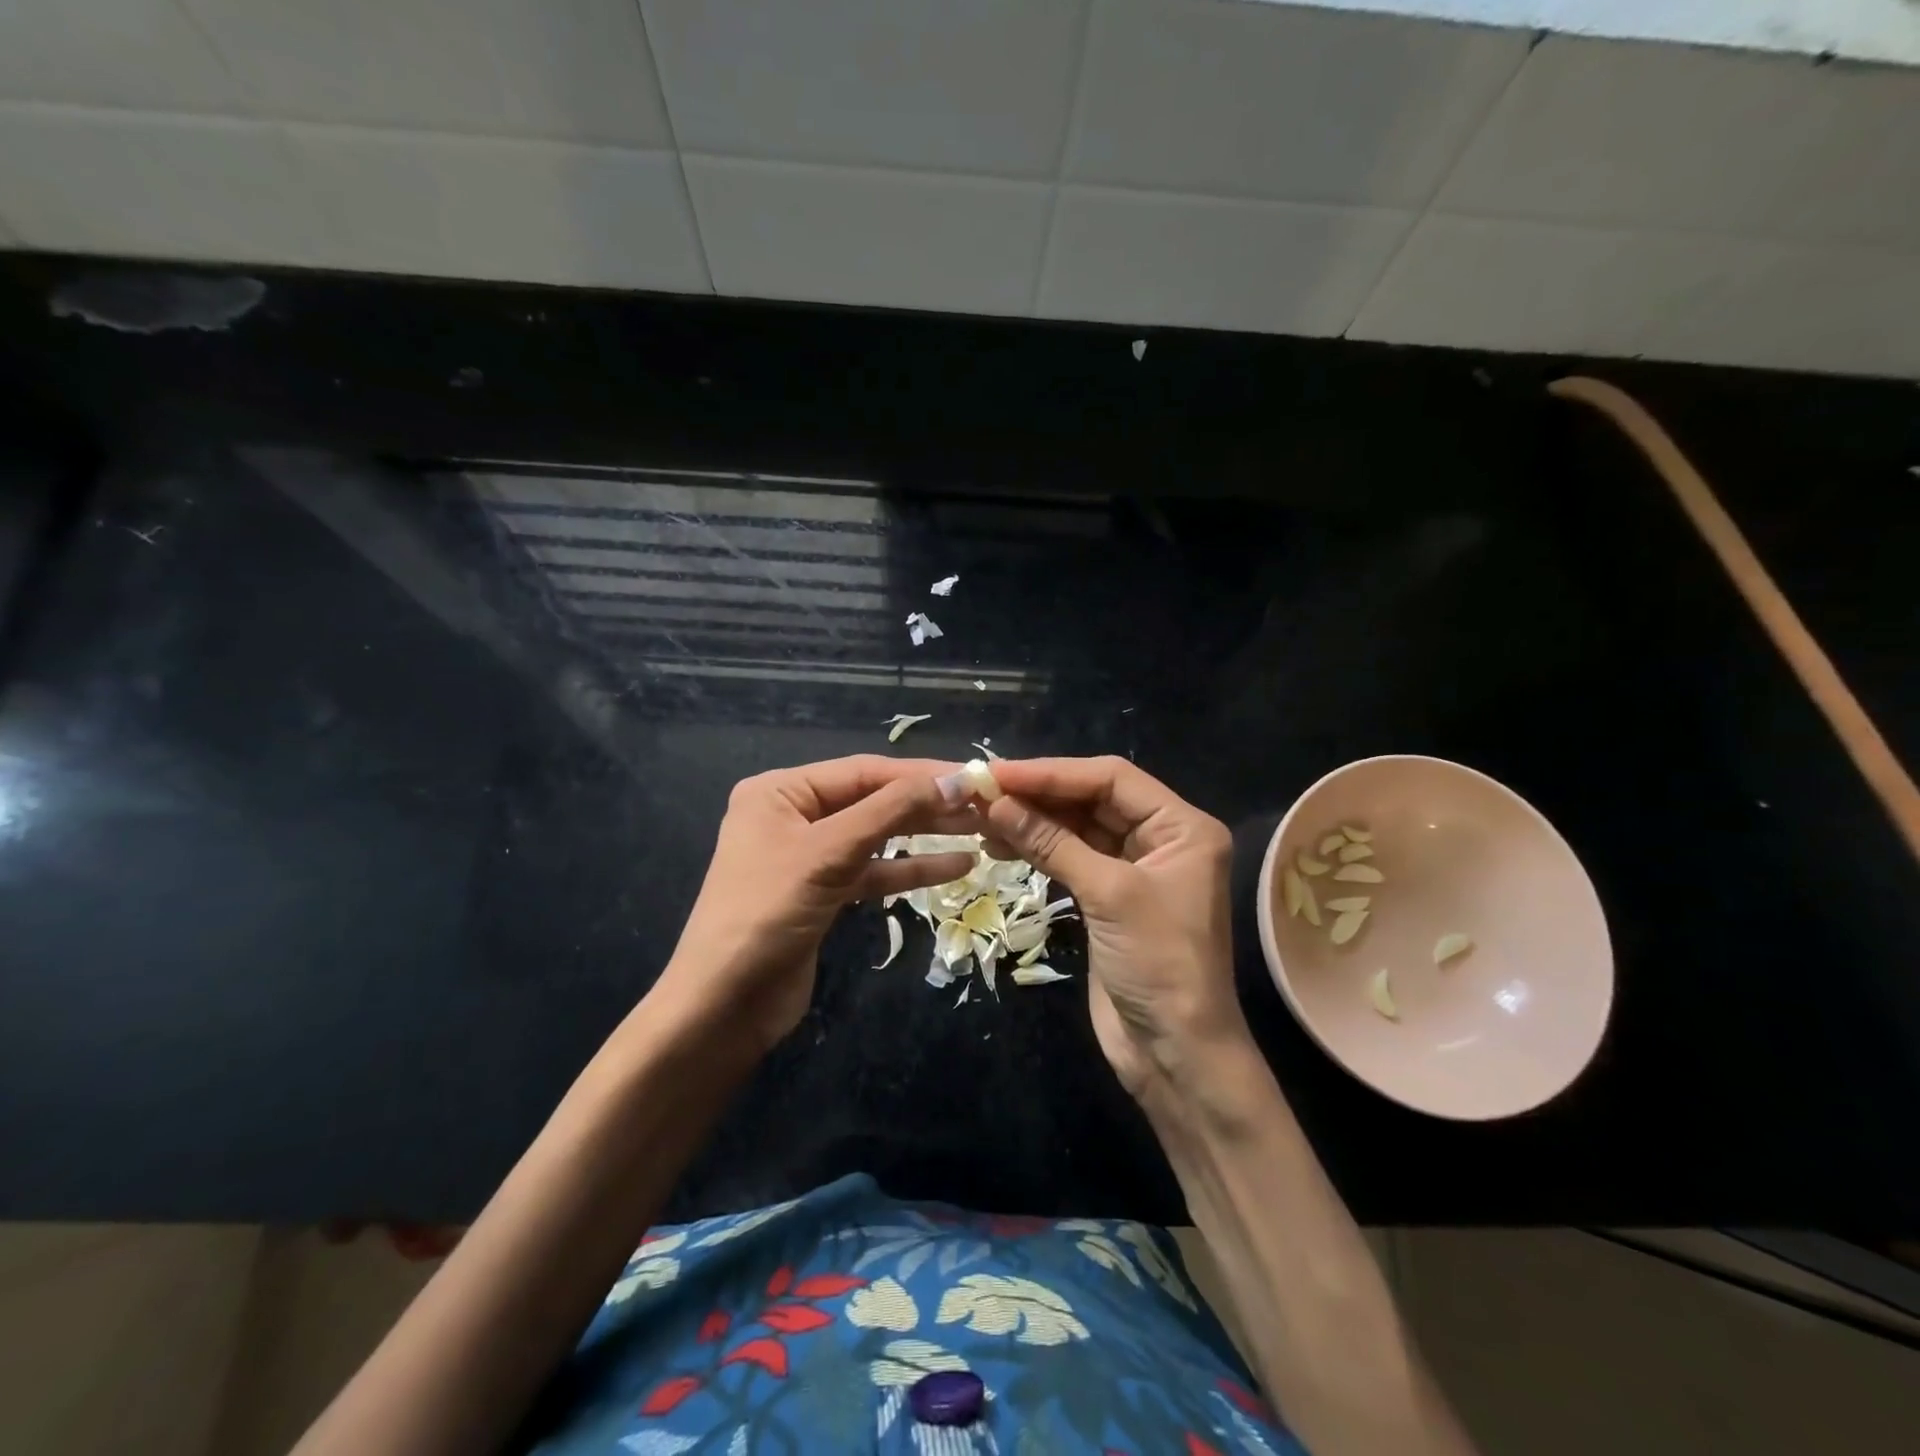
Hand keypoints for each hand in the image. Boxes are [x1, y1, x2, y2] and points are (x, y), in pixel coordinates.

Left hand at [655, 756, 976, 1054]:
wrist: (724, 1006)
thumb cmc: (767, 914)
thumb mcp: (829, 853)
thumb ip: (892, 812)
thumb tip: (955, 781)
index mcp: (781, 791)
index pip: (863, 771)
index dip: (920, 774)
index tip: (973, 777)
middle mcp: (793, 815)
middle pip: (872, 800)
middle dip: (926, 804)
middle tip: (983, 805)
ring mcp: (808, 856)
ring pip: (877, 836)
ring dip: (925, 834)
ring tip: (979, 830)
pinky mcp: (823, 893)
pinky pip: (873, 871)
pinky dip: (910, 869)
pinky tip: (956, 866)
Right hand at [981, 757, 1249, 1098]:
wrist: (1176, 1053)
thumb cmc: (1159, 964)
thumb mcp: (1109, 895)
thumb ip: (1052, 843)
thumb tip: (995, 802)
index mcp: (1182, 826)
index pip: (1111, 778)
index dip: (1053, 772)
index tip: (998, 773)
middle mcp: (1162, 838)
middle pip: (1093, 799)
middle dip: (1039, 795)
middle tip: (983, 791)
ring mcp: (1134, 868)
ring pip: (1077, 828)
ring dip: (1033, 821)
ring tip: (983, 819)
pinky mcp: (1110, 896)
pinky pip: (1071, 857)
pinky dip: (1038, 850)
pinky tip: (1001, 846)